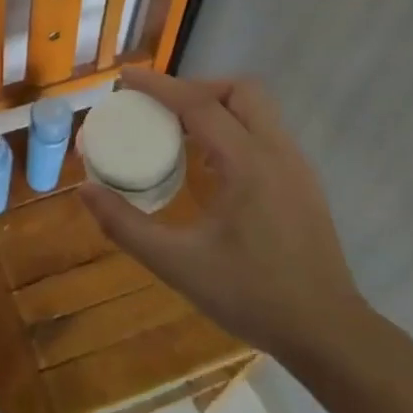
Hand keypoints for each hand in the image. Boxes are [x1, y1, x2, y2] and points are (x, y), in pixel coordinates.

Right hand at [78, 68, 368, 364]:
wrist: (327, 333)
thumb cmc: (252, 296)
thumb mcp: (178, 265)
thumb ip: (126, 226)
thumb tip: (85, 191)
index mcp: (248, 164)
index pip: (199, 104)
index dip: (158, 86)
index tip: (124, 78)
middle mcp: (277, 152)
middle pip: (239, 91)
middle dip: (195, 88)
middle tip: (159, 108)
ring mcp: (296, 166)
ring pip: (257, 109)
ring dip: (216, 106)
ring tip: (179, 130)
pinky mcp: (303, 182)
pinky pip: (265, 133)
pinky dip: (234, 127)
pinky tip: (210, 162)